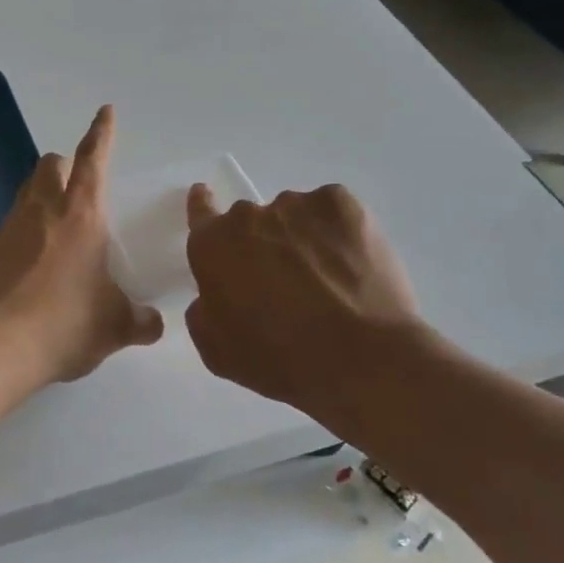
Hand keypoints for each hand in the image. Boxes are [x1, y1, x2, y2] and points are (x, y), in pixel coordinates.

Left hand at [0, 106, 163, 389]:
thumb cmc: (63, 324)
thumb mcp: (113, 327)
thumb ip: (138, 321)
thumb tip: (153, 324)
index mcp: (81, 215)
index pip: (93, 160)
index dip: (102, 133)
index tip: (106, 111)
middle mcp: (42, 210)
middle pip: (51, 164)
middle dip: (67, 163)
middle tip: (81, 184)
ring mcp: (9, 228)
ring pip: (27, 191)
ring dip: (44, 193)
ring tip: (61, 224)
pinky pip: (12, 224)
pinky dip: (27, 228)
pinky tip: (37, 260)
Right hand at [184, 183, 429, 412]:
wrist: (362, 360)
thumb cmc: (280, 361)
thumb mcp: (217, 352)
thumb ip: (203, 312)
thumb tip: (213, 295)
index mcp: (214, 246)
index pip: (200, 212)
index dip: (203, 206)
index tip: (207, 201)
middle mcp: (250, 215)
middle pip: (251, 221)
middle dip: (261, 243)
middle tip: (284, 281)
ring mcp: (297, 205)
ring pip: (292, 216)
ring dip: (300, 238)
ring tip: (327, 279)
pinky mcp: (341, 204)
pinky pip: (330, 212)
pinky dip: (336, 232)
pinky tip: (350, 266)